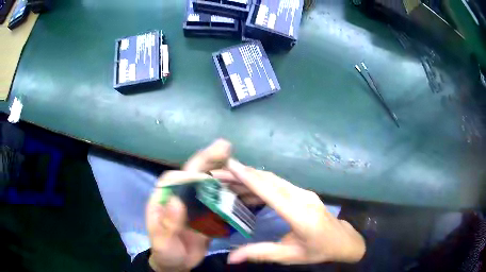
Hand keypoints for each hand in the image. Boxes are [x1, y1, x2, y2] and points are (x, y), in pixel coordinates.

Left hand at [146, 139, 231, 271]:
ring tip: (244, 169)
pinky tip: (246, 189)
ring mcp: (196, 204)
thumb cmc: (164, 251)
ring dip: (226, 176)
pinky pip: (220, 201)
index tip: (214, 158)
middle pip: (196, 175)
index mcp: (165, 197)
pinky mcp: (207, 214)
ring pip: (211, 186)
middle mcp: (181, 196)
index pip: (178, 177)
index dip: (195, 167)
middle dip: (211, 161)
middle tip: (227, 147)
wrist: (176, 264)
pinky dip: (232, 194)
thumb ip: (167, 223)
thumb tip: (177, 201)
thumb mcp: (162, 241)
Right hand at [226, 159, 365, 264]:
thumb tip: (230, 258)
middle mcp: (302, 198)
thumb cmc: (318, 250)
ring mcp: (304, 193)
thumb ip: (260, 254)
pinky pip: (279, 184)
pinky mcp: (303, 193)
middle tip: (219, 172)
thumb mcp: (289, 256)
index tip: (230, 165)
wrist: (343, 240)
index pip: (271, 193)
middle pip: (270, 181)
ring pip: (274, 180)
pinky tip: (247, 189)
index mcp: (300, 215)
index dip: (249, 178)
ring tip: (227, 179)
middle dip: (243, 174)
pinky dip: (260, 183)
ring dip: (250, 177)